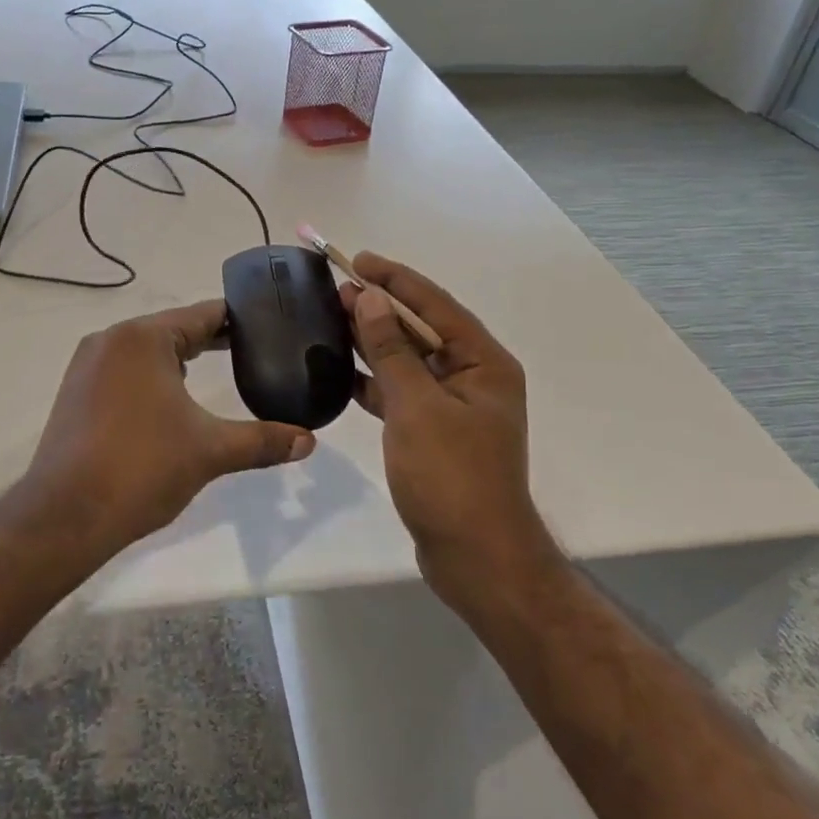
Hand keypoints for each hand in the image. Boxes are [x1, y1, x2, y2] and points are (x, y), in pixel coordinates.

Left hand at [20, 299, 316, 555]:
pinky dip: (151, 377)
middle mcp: (111, 340)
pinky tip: (170, 401)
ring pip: (146, 351)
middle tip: (254, 353)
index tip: (269, 327)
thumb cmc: (142, 468)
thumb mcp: (210, 451)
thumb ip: (262, 441)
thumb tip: (309, 441)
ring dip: (179, 359)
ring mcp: (87, 365)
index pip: (203, 315)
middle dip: (211, 341)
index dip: (238, 321)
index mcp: (143, 338)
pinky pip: (123, 370)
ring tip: (217, 373)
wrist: (65, 517)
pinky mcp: (75, 392)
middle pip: (173, 329)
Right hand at [344, 254, 553, 598]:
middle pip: (421, 329)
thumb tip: (369, 299)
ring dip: (374, 341)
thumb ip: (391, 350)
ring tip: (335, 318)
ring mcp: (454, 407)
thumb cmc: (452, 477)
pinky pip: (402, 392)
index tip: (358, 259)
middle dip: (380, 308)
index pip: (435, 305)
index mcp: (483, 362)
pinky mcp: (435, 433)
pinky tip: (343, 372)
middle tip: (337, 287)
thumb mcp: (416, 406)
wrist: (476, 559)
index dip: (396, 279)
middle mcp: (474, 377)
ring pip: (408, 360)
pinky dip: (375, 381)